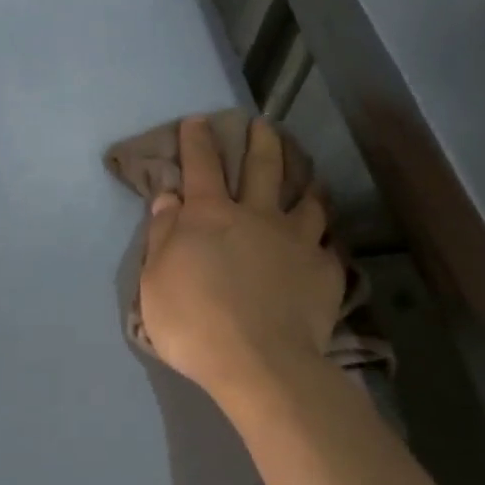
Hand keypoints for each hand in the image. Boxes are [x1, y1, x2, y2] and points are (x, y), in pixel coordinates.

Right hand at [138, 116, 344, 409]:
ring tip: (310, 179)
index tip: (199, 121)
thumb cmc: (194, 322)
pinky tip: (326, 243)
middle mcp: (257, 216)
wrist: (259, 363)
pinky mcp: (325, 270)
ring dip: (307, 184)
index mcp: (210, 215)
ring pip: (307, 200)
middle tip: (263, 126)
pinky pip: (329, 245)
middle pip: (263, 167)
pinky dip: (325, 239)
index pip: (201, 165)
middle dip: (261, 141)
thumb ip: (162, 235)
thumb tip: (168, 198)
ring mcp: (297, 240)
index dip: (198, 140)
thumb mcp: (155, 280)